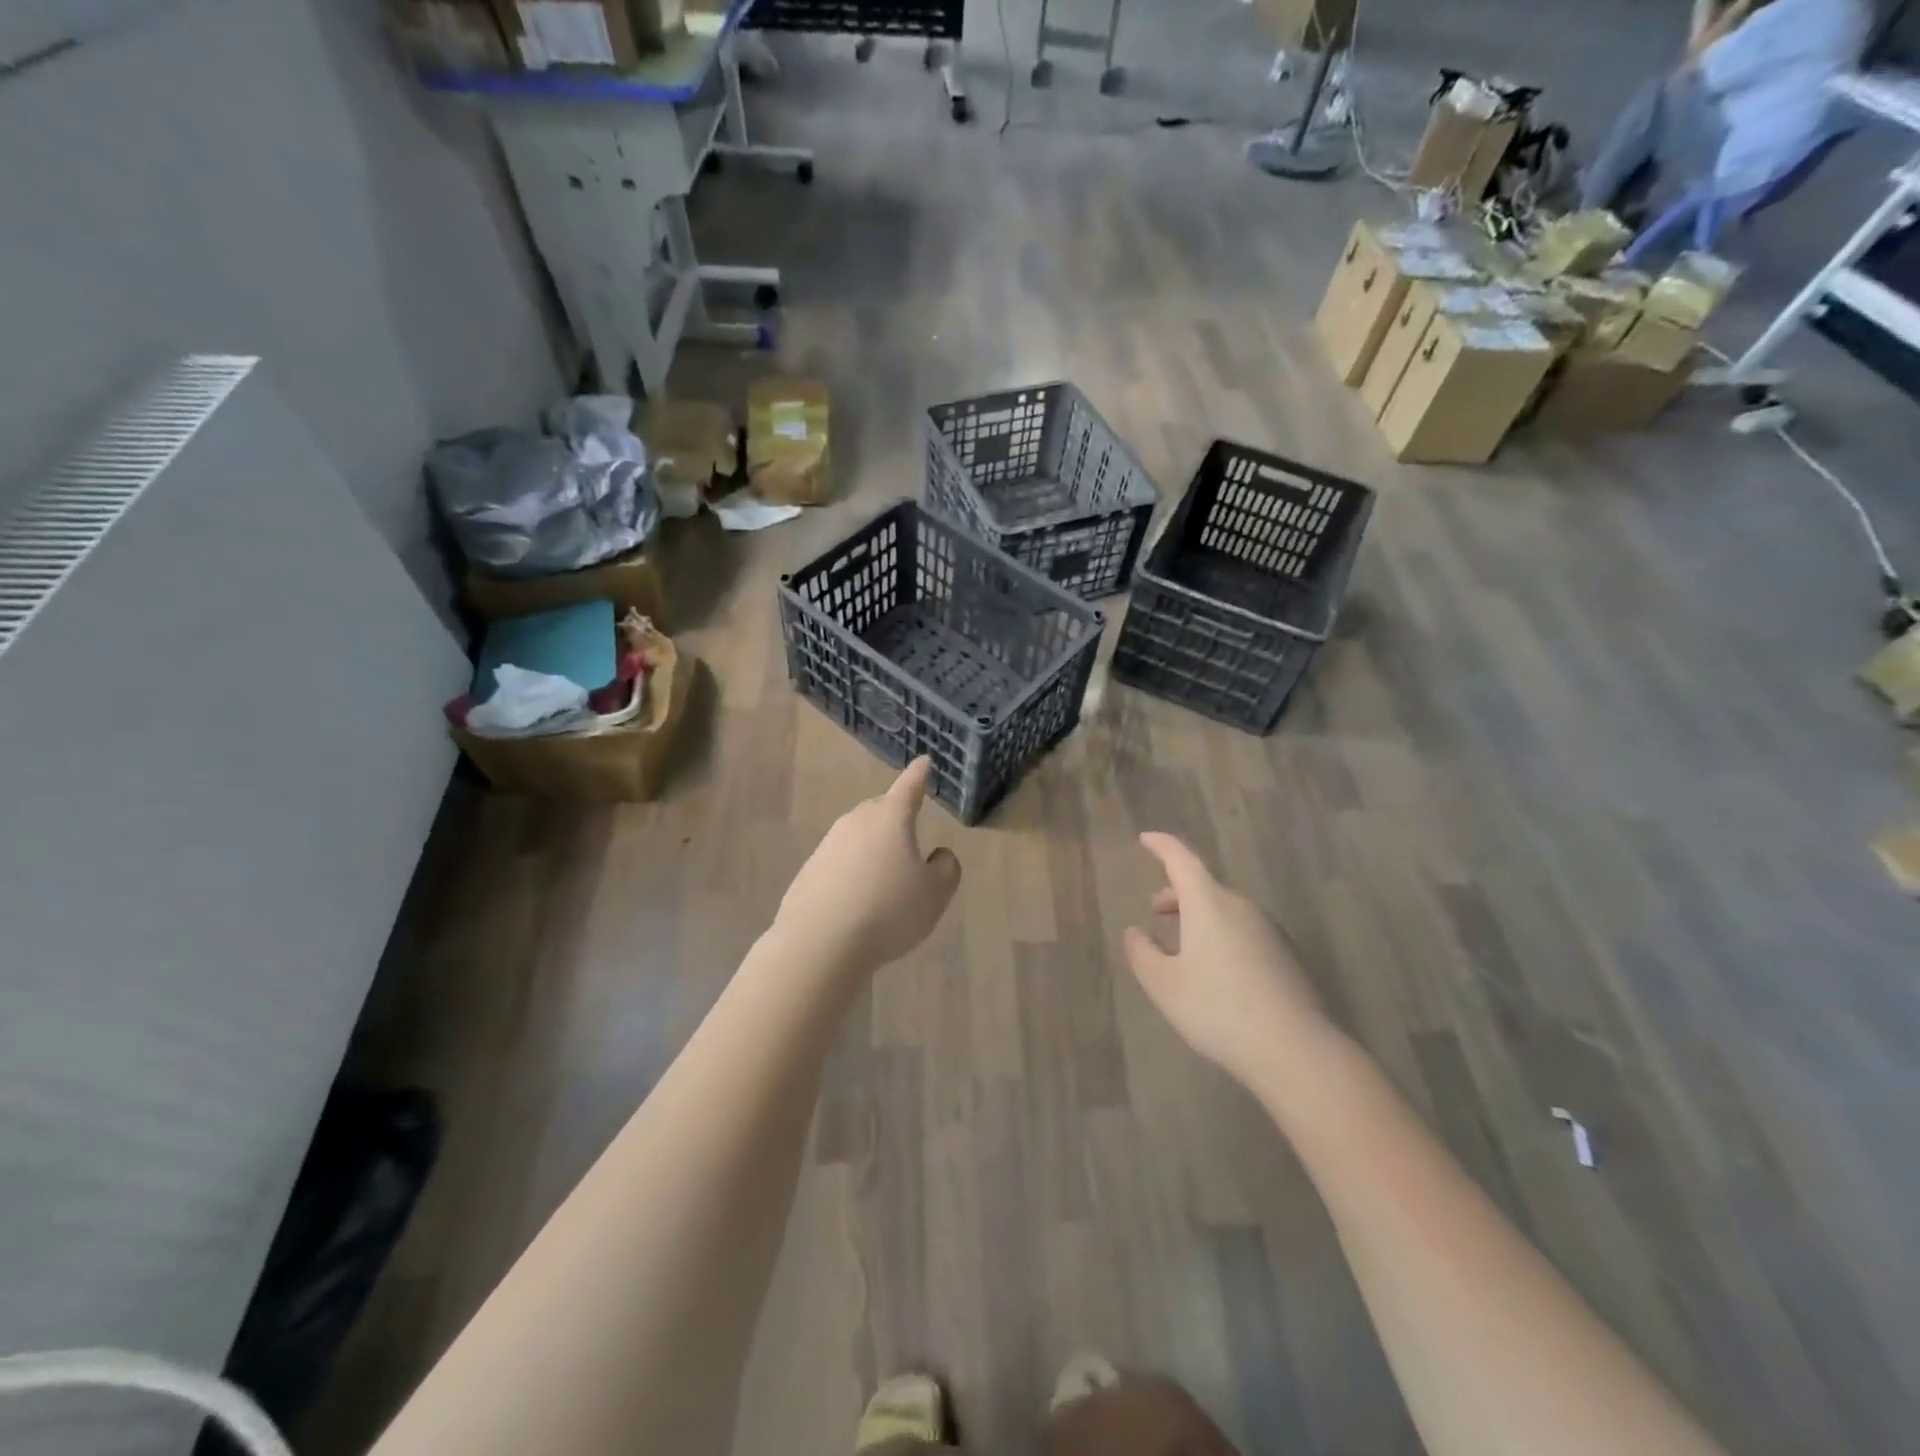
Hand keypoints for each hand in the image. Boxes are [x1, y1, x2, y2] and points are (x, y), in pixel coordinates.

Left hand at [775, 758, 961, 974]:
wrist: (820, 943)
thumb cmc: (887, 911)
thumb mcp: (934, 894)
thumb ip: (945, 869)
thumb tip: (938, 856)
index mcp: (890, 819)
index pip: (909, 787)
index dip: (919, 775)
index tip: (923, 761)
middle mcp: (856, 823)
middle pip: (880, 809)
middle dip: (895, 814)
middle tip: (909, 828)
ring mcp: (828, 845)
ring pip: (858, 835)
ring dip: (873, 847)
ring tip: (886, 875)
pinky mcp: (809, 871)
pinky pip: (839, 862)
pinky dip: (852, 871)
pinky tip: (858, 898)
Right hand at [1123, 832, 1328, 1088]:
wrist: (1296, 1050)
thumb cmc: (1218, 1009)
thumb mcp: (1164, 986)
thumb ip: (1142, 954)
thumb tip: (1135, 933)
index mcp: (1209, 904)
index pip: (1182, 859)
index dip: (1162, 846)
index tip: (1146, 839)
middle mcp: (1241, 907)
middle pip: (1204, 887)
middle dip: (1177, 894)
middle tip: (1156, 912)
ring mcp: (1269, 931)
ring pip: (1225, 911)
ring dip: (1198, 919)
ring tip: (1181, 949)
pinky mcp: (1285, 956)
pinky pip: (1243, 932)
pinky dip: (1220, 937)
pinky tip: (1215, 974)